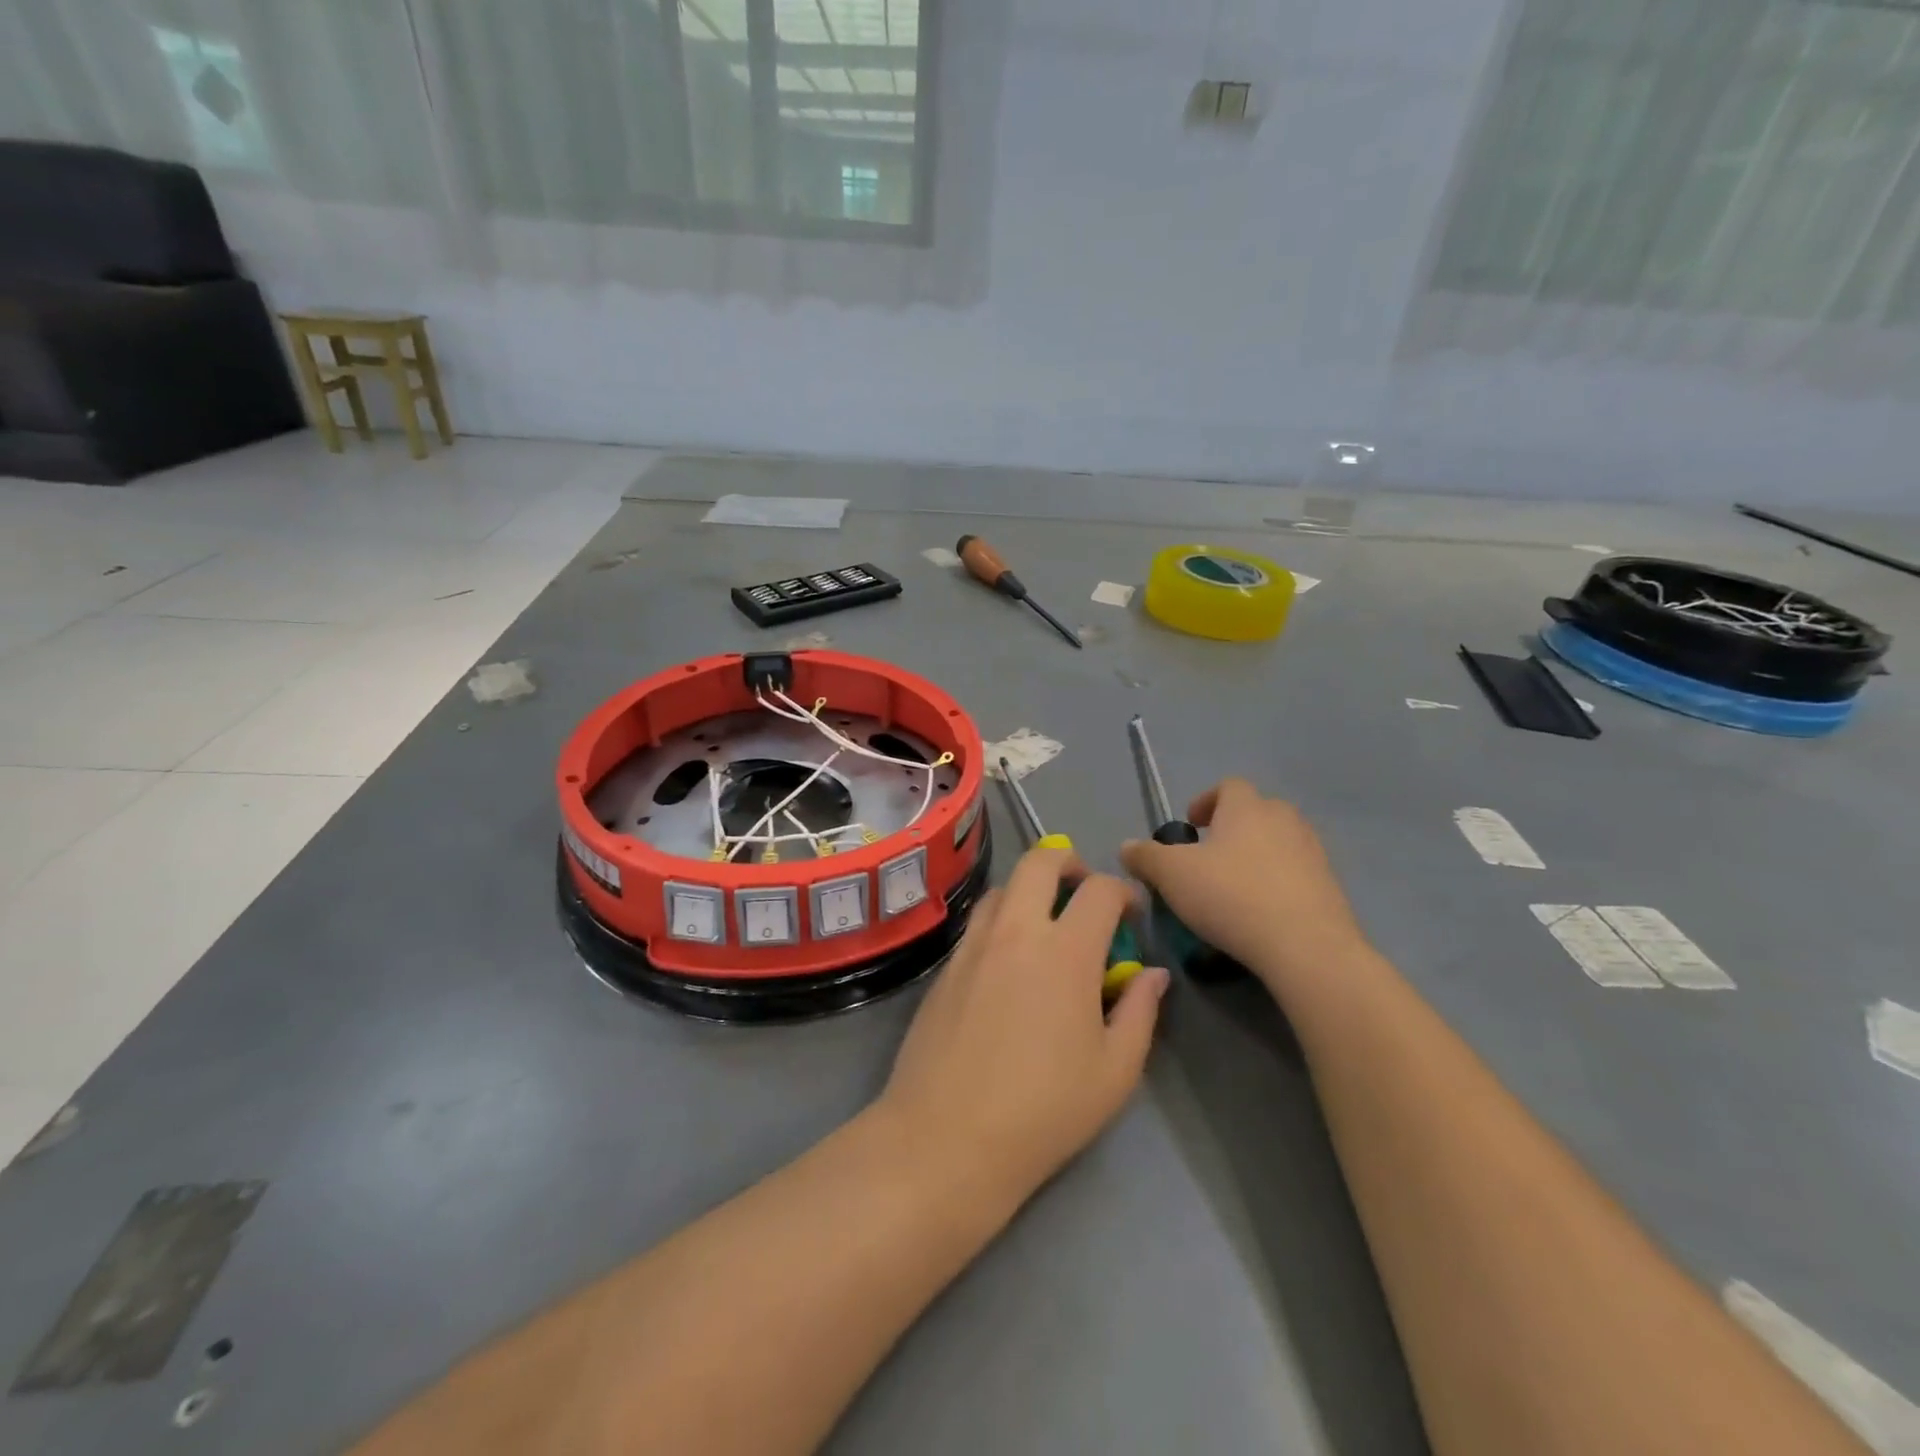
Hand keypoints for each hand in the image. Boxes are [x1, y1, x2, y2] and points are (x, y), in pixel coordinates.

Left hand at [877, 847, 1168, 1207]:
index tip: (1130, 914)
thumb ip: (1139, 1011)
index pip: (1099, 890)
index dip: (1122, 892)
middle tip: (1084, 891)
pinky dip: (1001, 919)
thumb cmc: (1043, 1110)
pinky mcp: (946, 965)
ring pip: (1003, 887)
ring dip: (1030, 888)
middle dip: (1069, 862)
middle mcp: (1016, 931)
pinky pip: (978, 921)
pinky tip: (1009, 961)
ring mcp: (974, 944)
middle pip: (1040, 861)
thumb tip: (1153, 974)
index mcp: (1066, 951)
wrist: (946, 1137)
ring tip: (1045, 924)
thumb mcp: (1115, 1071)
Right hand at [1119, 779, 1366, 998]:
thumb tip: (1126, 846)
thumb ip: (1146, 856)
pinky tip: (1260, 913)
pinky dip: (1277, 883)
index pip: (1229, 786)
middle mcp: (1284, 820)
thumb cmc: (1231, 896)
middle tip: (1210, 857)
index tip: (1191, 826)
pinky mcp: (1330, 887)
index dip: (1206, 801)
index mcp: (1247, 808)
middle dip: (1233, 828)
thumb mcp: (1172, 875)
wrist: (1306, 946)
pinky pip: (1296, 874)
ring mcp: (1312, 853)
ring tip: (1234, 887)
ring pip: (1279, 842)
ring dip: (1256, 855)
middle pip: (1257, 811)